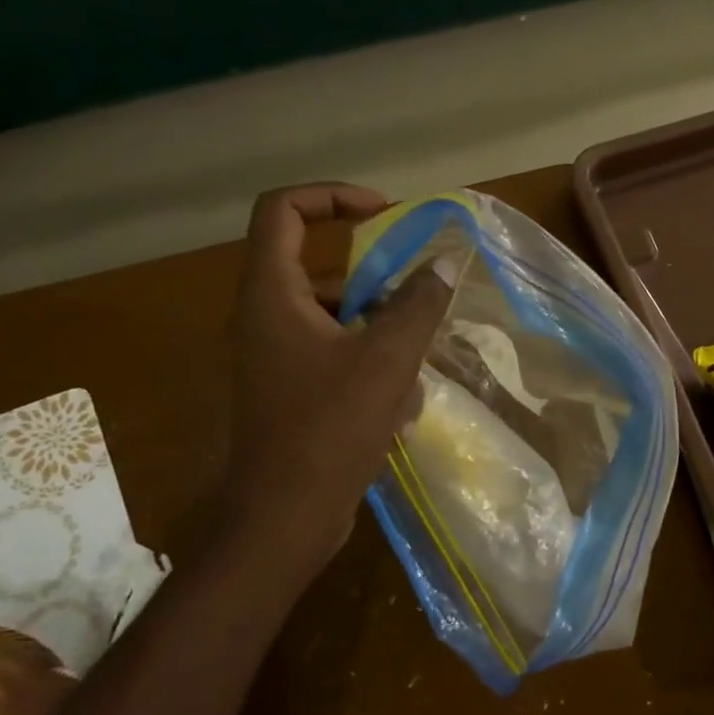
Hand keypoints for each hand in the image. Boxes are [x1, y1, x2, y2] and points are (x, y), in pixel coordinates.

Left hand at [222, 184, 449, 565]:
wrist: (285, 518)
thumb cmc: (329, 429)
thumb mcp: (387, 360)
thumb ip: (419, 304)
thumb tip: (447, 260)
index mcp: (271, 295)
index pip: (283, 210)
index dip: (332, 196)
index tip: (385, 214)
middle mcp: (266, 318)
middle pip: (321, 270)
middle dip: (378, 283)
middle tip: (419, 299)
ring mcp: (277, 358)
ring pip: (338, 320)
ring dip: (383, 334)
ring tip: (416, 367)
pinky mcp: (292, 391)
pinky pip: (337, 357)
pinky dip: (372, 369)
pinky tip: (401, 408)